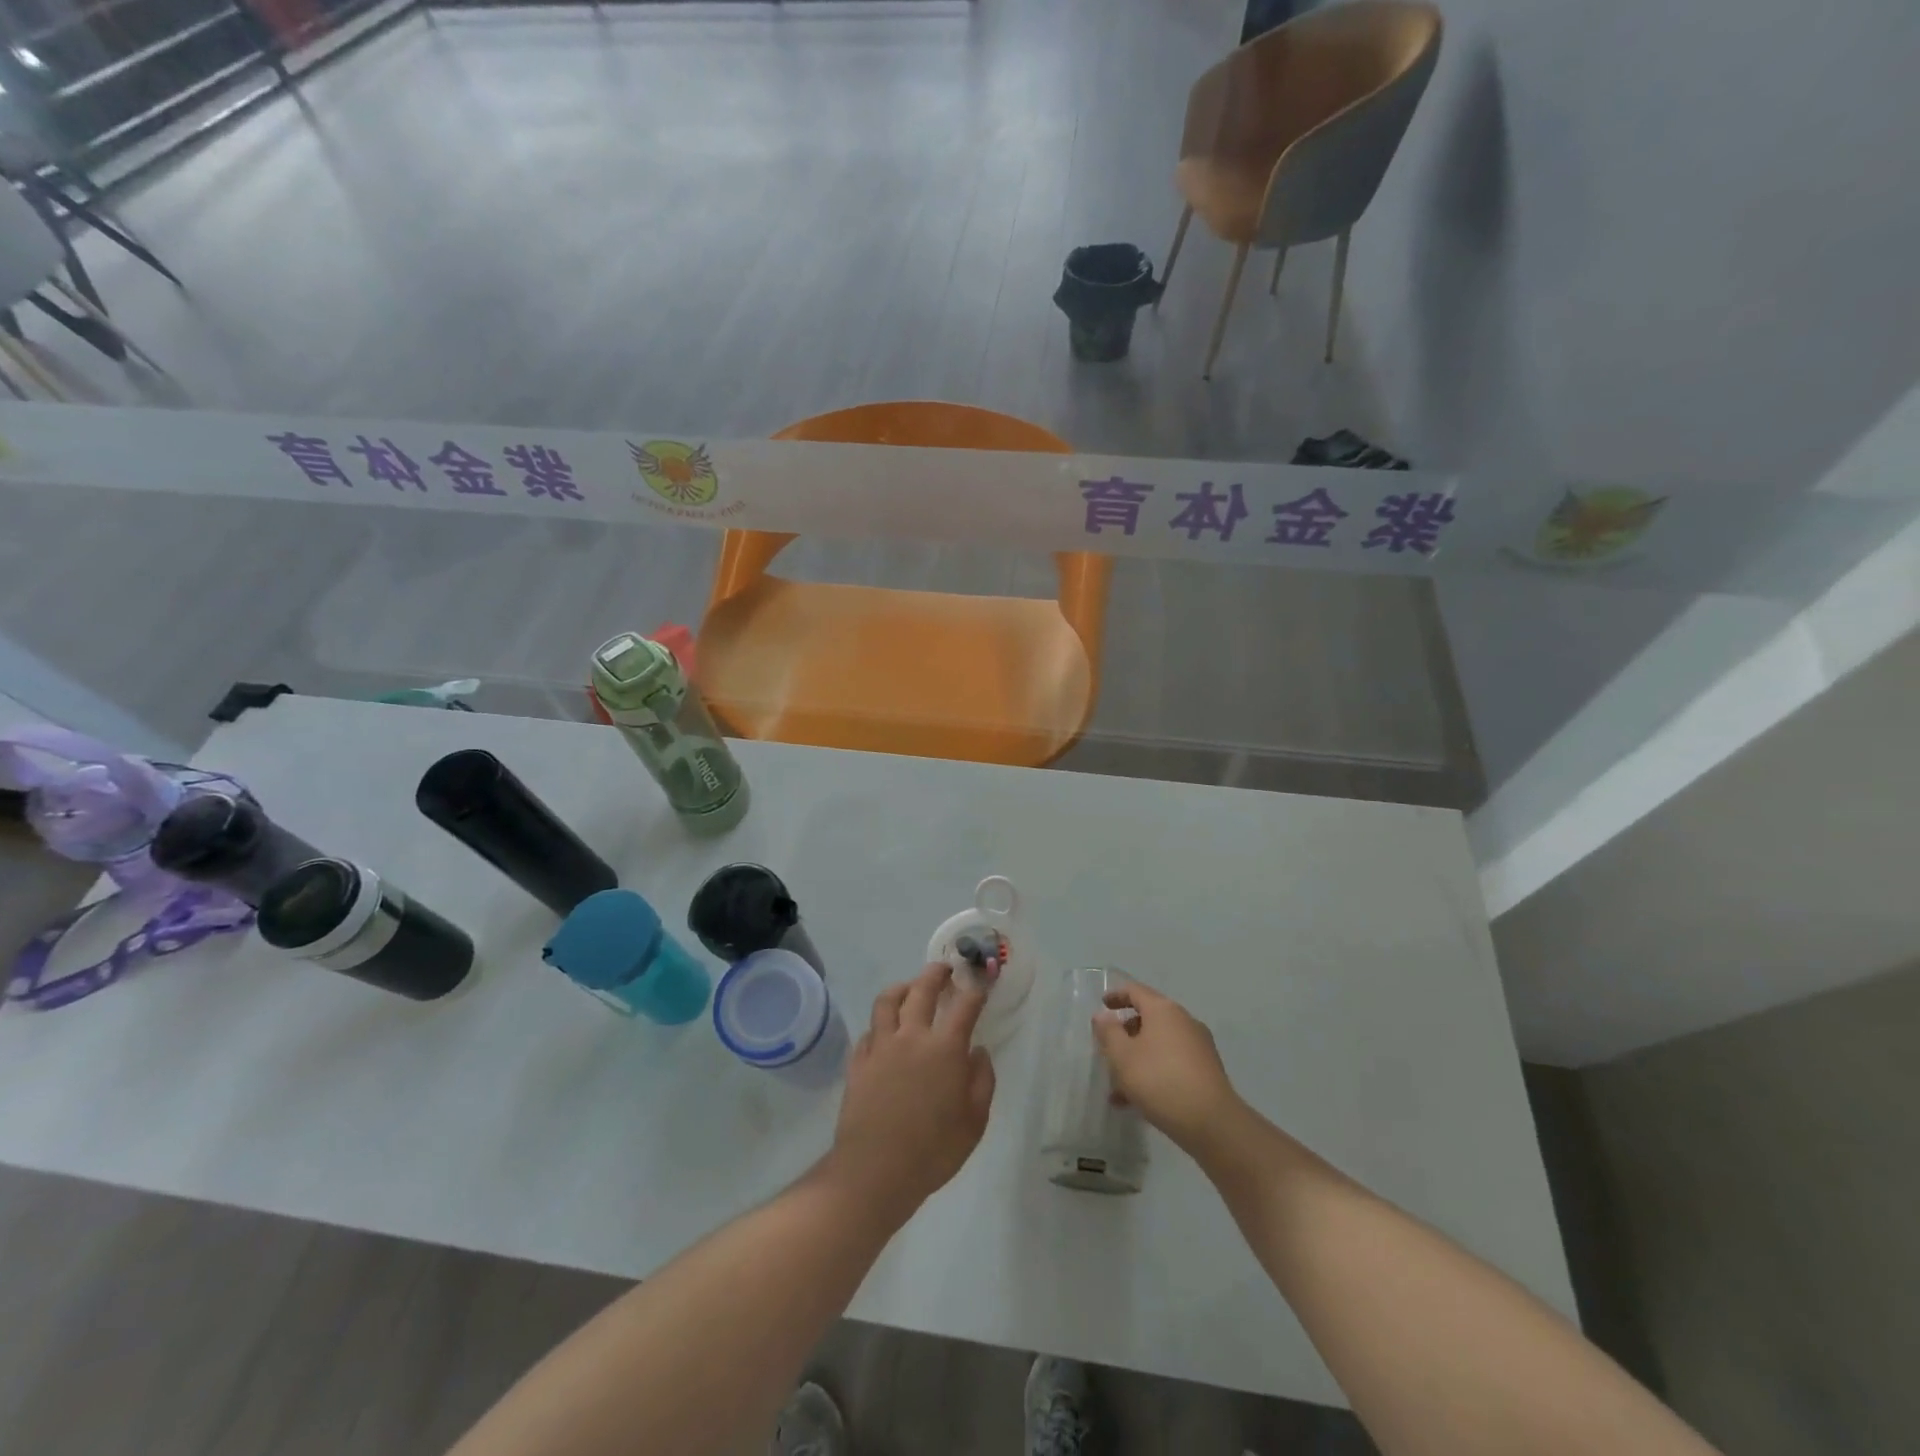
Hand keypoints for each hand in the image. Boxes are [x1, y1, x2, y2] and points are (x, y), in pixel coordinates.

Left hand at [825, 963, 995, 1224]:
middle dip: (936, 974)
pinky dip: (880, 1024)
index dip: (975, 990)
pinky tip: (885, 1031)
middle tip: (944, 969)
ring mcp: (881, 1046)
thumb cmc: (933, 1150)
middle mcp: (912, 1036)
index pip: (964, 1005)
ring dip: (902, 988)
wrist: (875, 1171)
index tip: (980, 983)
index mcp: (945, 1048)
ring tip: (910, 988)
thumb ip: (982, 1081)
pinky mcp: (858, 1061)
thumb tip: (978, 1053)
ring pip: (888, 1000)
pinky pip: (869, 1030)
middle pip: (922, 989)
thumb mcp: (974, 1122)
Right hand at [1093, 980, 1239, 1153]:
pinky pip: (1172, 1063)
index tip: (1102, 1005)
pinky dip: (1154, 1073)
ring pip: (1159, 1045)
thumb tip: (1103, 1016)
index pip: (1136, 991)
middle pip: (1148, 1019)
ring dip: (1137, 1060)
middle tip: (1108, 1052)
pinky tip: (1138, 1102)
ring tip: (1118, 1090)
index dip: (1116, 995)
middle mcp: (1184, 1021)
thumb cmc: (1160, 1080)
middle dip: (1126, 1035)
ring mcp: (1199, 1046)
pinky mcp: (1207, 1070)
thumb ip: (1108, 1032)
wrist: (1212, 1123)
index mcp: (1163, 1010)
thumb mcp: (1123, 1056)